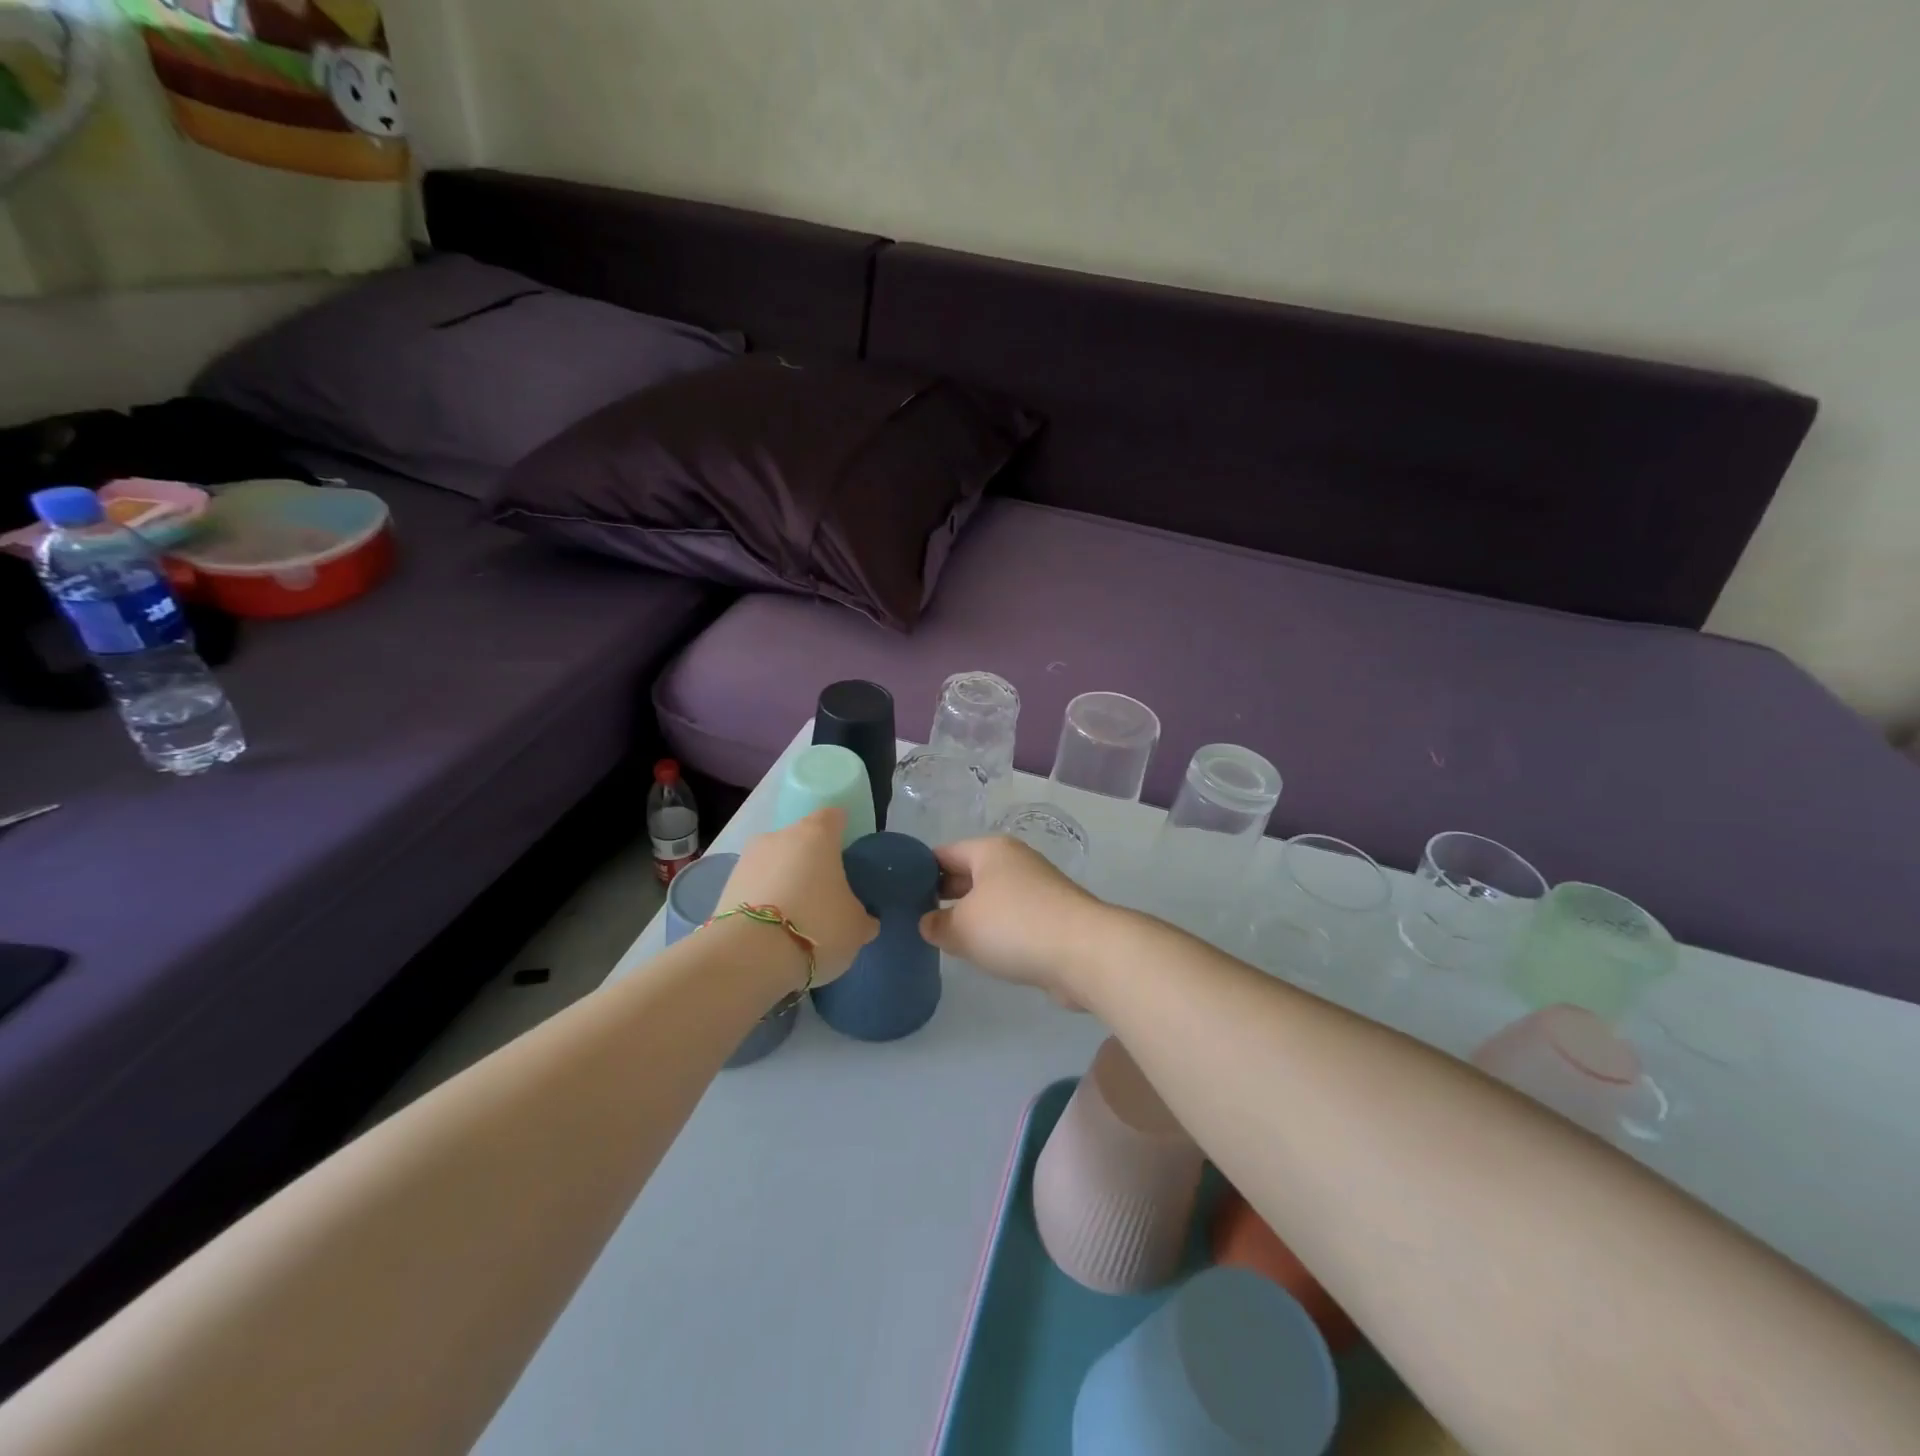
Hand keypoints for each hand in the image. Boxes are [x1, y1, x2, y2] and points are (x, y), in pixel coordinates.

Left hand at [718, 809, 877, 986]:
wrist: (748, 955)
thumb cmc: (817, 926)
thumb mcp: (856, 928)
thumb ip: (861, 917)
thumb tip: (864, 919)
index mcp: (817, 834)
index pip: (834, 817)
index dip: (842, 832)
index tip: (848, 854)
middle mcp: (779, 836)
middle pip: (801, 841)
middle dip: (811, 861)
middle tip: (824, 893)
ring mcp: (747, 859)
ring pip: (775, 864)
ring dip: (785, 881)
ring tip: (796, 917)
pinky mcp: (725, 886)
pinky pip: (754, 887)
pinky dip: (764, 901)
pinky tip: (773, 930)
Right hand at [919, 836, 1103, 1006]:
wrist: (1084, 951)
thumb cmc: (1014, 926)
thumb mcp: (962, 927)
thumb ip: (936, 925)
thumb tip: (928, 923)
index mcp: (990, 850)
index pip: (944, 853)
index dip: (919, 871)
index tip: (899, 895)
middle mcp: (1014, 861)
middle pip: (968, 873)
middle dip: (943, 894)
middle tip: (916, 918)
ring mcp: (1037, 887)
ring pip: (991, 897)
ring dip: (970, 915)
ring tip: (944, 937)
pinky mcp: (1052, 916)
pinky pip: (1012, 918)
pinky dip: (995, 930)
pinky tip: (982, 951)